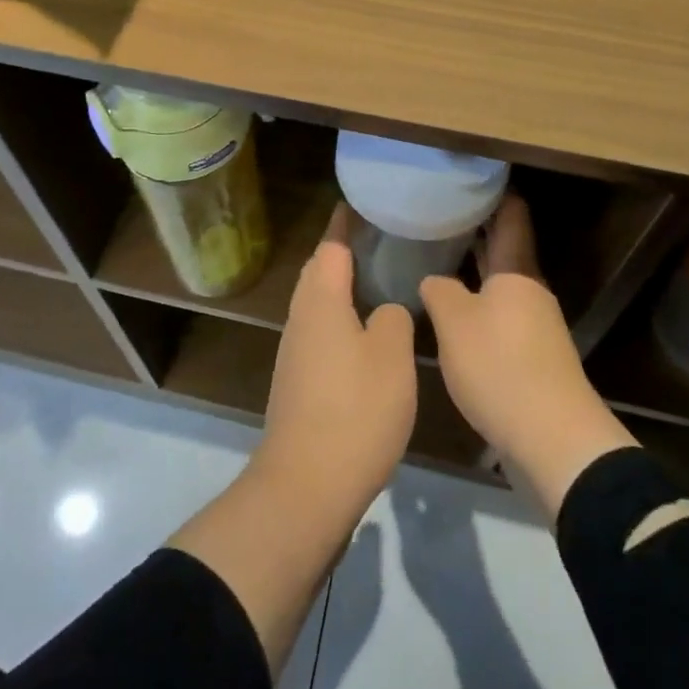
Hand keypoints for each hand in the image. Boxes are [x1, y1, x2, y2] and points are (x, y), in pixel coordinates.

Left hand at [258, 205, 417, 508]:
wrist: (307, 485)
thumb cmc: (355, 410)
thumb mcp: (392, 357)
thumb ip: (392, 319)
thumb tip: (383, 311)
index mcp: (321, 302)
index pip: (332, 247)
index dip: (345, 224)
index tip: (360, 204)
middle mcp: (301, 319)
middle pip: (319, 272)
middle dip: (342, 252)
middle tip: (378, 241)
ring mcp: (295, 352)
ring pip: (317, 304)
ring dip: (341, 287)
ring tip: (376, 280)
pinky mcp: (297, 382)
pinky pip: (320, 332)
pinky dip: (340, 318)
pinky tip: (365, 333)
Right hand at [420, 195, 636, 518]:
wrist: (553, 440)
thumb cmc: (500, 366)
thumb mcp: (455, 323)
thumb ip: (439, 291)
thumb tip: (434, 279)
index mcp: (517, 272)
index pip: (511, 216)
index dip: (493, 193)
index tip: (467, 177)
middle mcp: (530, 291)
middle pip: (506, 249)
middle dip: (477, 230)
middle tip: (439, 213)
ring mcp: (535, 325)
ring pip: (501, 284)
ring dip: (474, 270)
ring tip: (437, 258)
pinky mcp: (532, 357)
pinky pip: (501, 315)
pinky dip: (478, 304)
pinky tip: (452, 313)